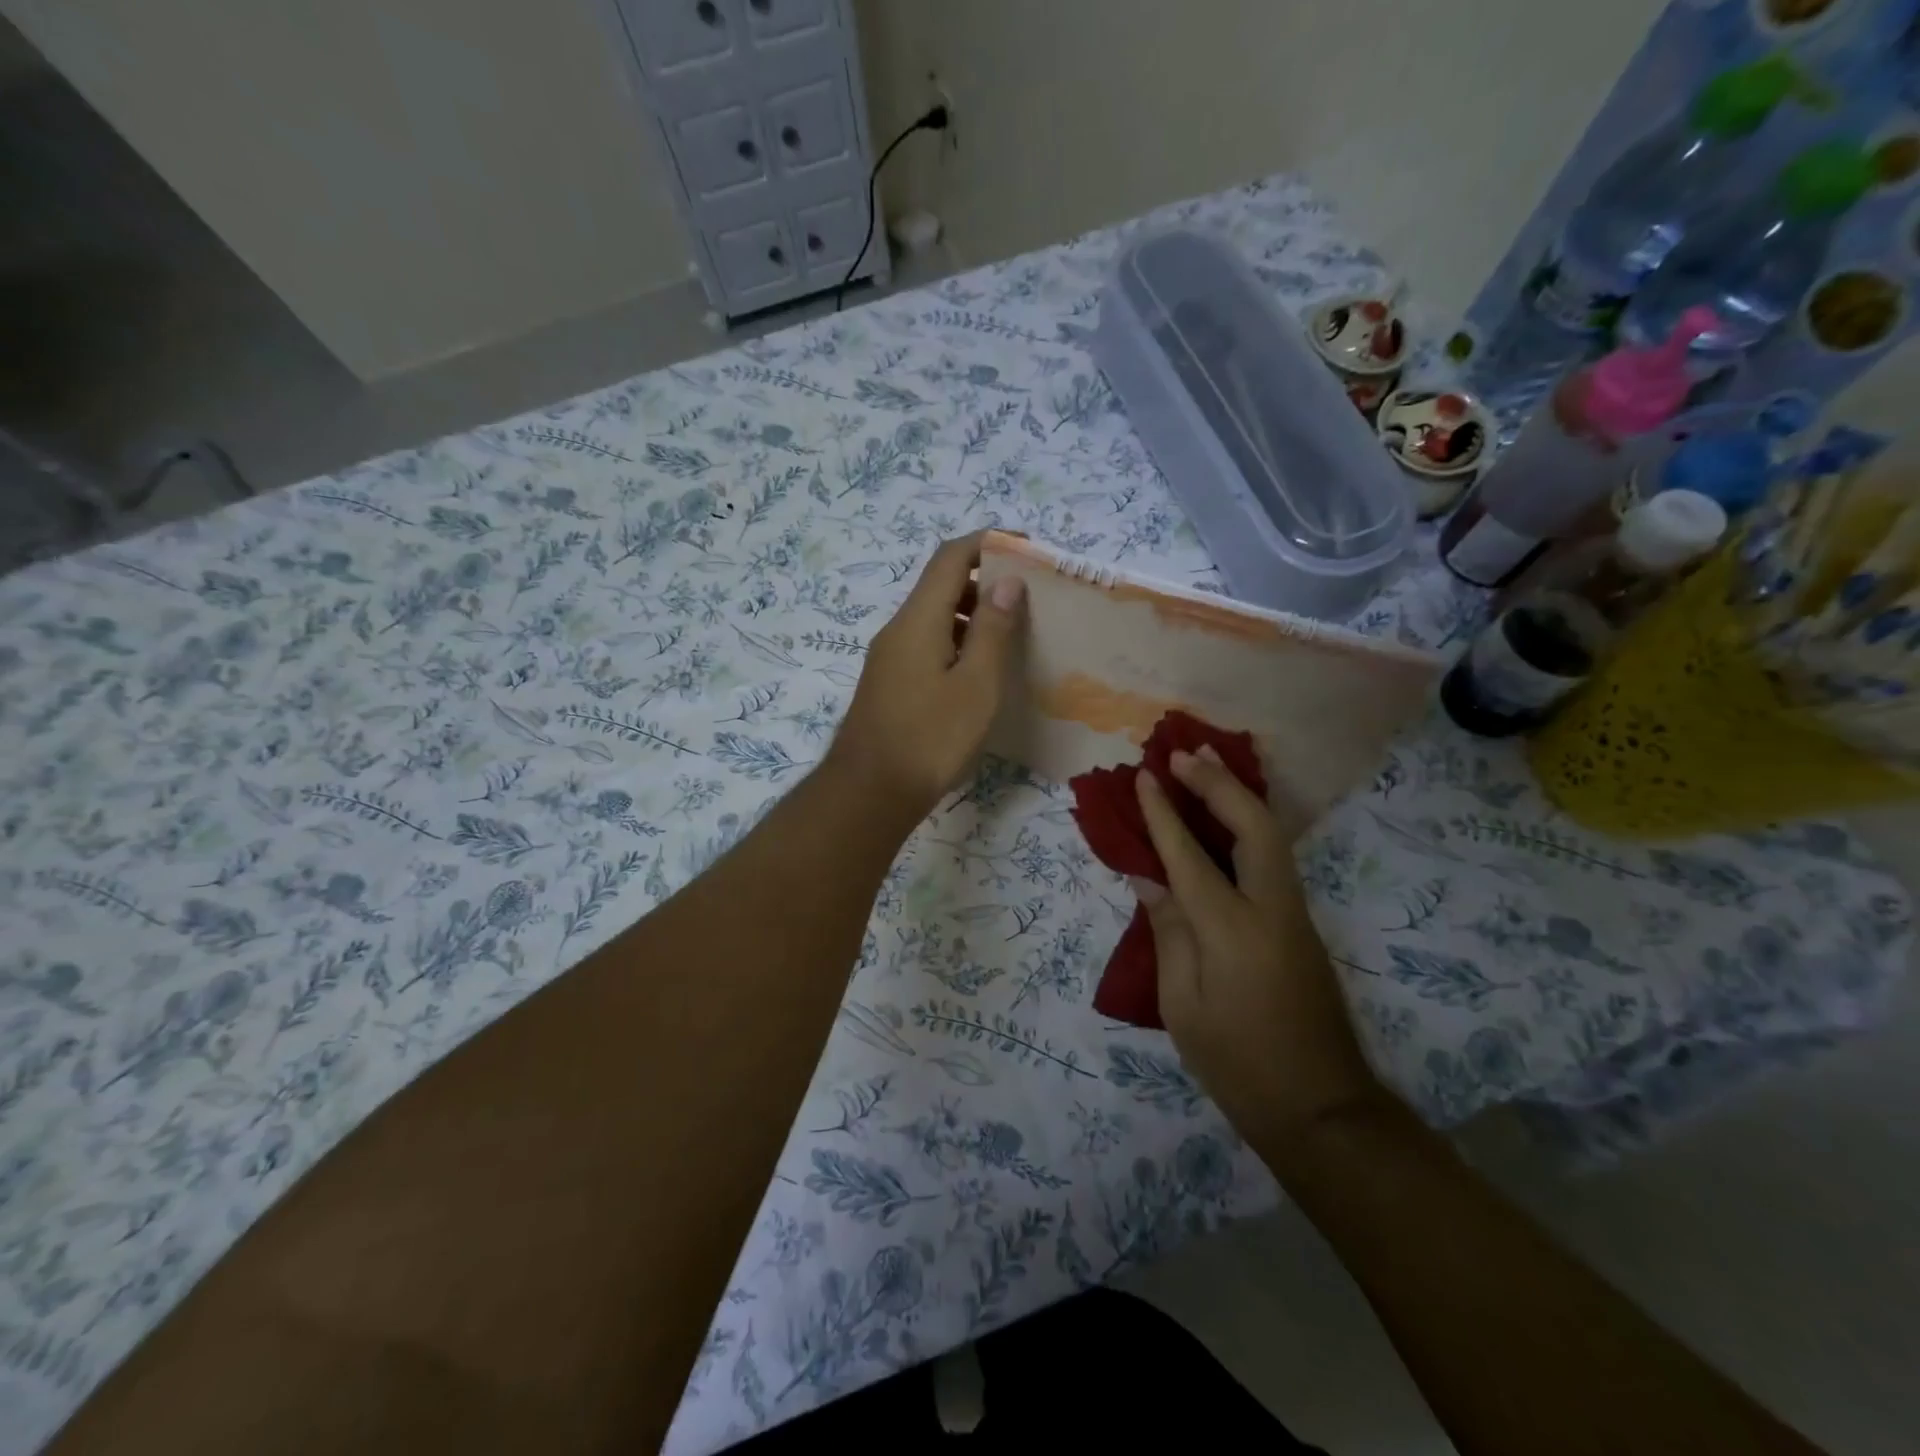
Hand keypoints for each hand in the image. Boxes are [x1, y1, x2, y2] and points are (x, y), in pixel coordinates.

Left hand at [826, 533, 1025, 823]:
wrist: (870, 793)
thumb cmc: (930, 738)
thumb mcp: (976, 685)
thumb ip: (992, 630)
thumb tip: (1006, 580)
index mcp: (918, 620)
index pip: (950, 557)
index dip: (988, 543)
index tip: (1027, 549)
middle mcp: (898, 630)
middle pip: (940, 585)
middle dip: (984, 581)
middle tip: (1028, 599)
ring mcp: (889, 658)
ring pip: (933, 618)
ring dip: (971, 615)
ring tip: (1012, 636)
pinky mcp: (889, 684)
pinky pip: (926, 645)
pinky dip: (956, 642)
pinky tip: (980, 672)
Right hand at [1133, 746, 1382, 1160]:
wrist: (1320, 1109)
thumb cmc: (1237, 1064)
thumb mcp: (1182, 1005)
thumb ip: (1169, 933)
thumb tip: (1151, 879)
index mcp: (1232, 930)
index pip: (1190, 856)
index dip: (1164, 814)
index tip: (1146, 776)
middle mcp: (1271, 909)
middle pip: (1253, 826)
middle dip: (1218, 783)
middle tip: (1184, 753)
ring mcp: (1294, 915)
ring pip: (1271, 836)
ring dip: (1237, 796)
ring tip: (1206, 766)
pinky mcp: (1301, 925)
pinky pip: (1272, 858)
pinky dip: (1247, 825)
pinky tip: (1227, 816)